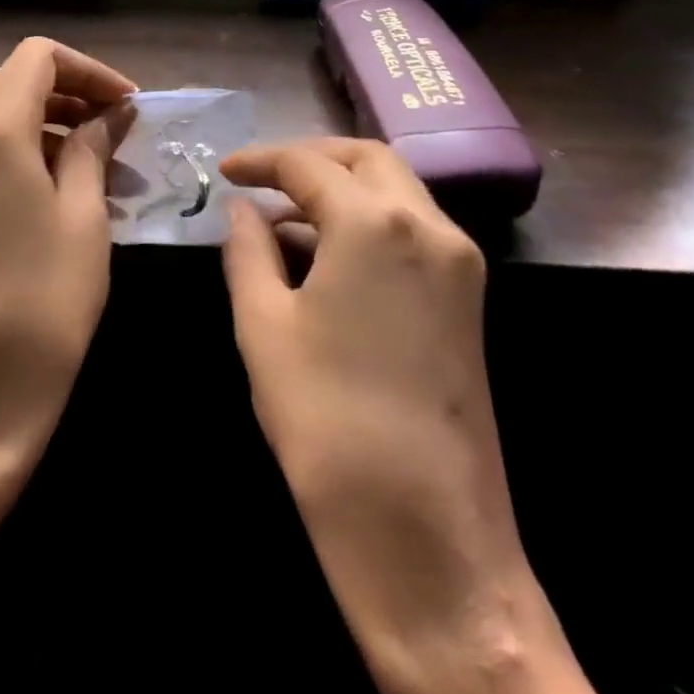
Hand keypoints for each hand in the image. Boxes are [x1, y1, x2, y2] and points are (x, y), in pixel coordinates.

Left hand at [0, 38, 134, 489]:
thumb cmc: (42, 303)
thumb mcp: (84, 217)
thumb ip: (93, 148)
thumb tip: (112, 112)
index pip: (38, 57)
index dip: (89, 70)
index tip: (129, 105)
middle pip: (13, 81)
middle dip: (70, 94)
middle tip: (119, 132)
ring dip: (49, 124)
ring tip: (102, 167)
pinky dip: (23, 151)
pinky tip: (64, 190)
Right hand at [222, 139, 609, 693]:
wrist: (426, 535)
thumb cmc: (326, 419)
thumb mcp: (263, 324)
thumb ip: (247, 249)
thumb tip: (242, 209)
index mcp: (375, 223)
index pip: (308, 164)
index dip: (260, 160)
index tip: (224, 171)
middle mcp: (429, 226)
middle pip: (366, 158)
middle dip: (310, 158)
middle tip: (261, 178)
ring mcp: (459, 262)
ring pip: (396, 189)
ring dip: (341, 187)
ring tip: (284, 217)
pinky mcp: (469, 298)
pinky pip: (413, 228)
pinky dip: (368, 219)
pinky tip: (325, 252)